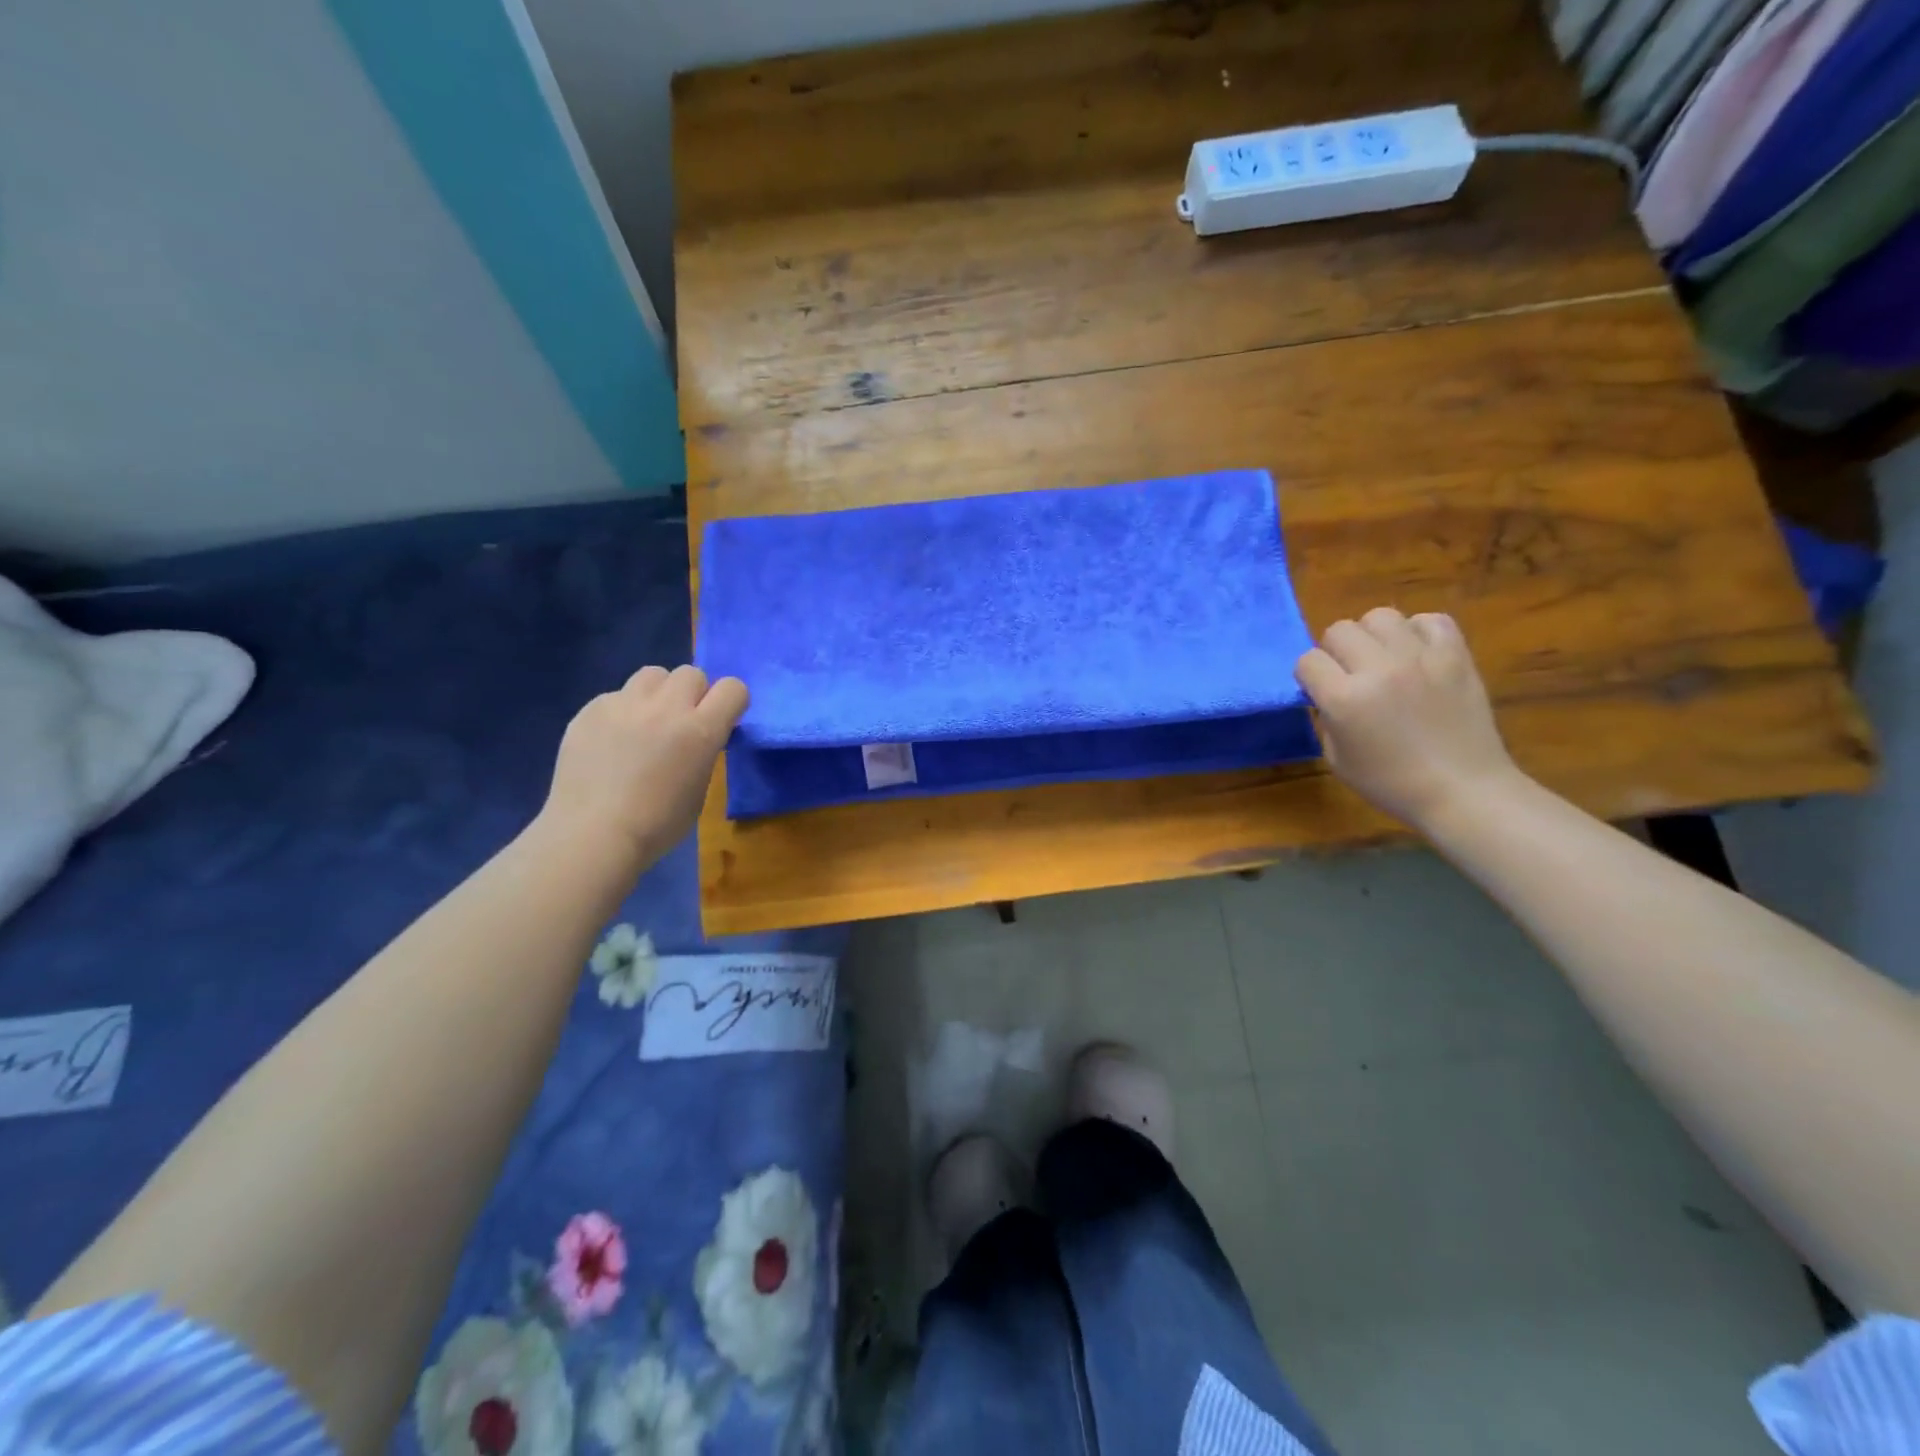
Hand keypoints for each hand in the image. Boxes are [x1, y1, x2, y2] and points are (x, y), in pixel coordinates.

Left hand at [539, 665, 747, 869]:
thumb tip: (696, 737)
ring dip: (658, 694)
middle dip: (693, 694)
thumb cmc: (657, 825)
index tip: (722, 721)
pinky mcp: (590, 710)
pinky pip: (616, 696)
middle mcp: (666, 708)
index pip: (733, 688)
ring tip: (646, 723)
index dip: (731, 702)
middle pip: (691, 673)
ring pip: (652, 675)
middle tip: (682, 723)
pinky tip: (611, 742)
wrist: (592, 835)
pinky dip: (622, 712)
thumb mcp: (699, 789)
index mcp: (701, 731)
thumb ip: (702, 752)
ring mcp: (624, 704)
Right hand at [1295, 608, 1521, 831]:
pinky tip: (1417, 654)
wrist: (1462, 790)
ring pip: (1380, 616)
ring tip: (1383, 658)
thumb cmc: (1391, 783)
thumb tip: (1326, 693)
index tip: (1319, 691)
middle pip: (1339, 630)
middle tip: (1350, 674)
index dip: (1309, 676)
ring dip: (1374, 636)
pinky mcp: (1455, 655)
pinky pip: (1430, 620)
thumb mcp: (1336, 758)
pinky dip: (1418, 631)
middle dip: (1336, 651)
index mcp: (1344, 699)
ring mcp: (1420, 658)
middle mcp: (1378, 669)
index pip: (1307, 660)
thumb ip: (1326, 717)